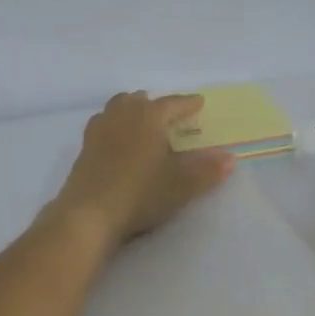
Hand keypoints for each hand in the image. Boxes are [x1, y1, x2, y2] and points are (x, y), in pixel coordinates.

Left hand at [51, 92, 233, 247]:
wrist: (89, 214)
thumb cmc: (140, 193)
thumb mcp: (181, 185)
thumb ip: (207, 170)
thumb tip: (230, 159)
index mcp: (149, 116)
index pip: (173, 104)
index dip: (188, 104)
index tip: (199, 103)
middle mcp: (122, 115)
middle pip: (139, 100)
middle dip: (155, 104)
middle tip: (168, 114)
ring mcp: (99, 130)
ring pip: (117, 108)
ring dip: (131, 111)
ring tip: (141, 123)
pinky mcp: (84, 149)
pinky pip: (103, 126)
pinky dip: (114, 127)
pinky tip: (117, 143)